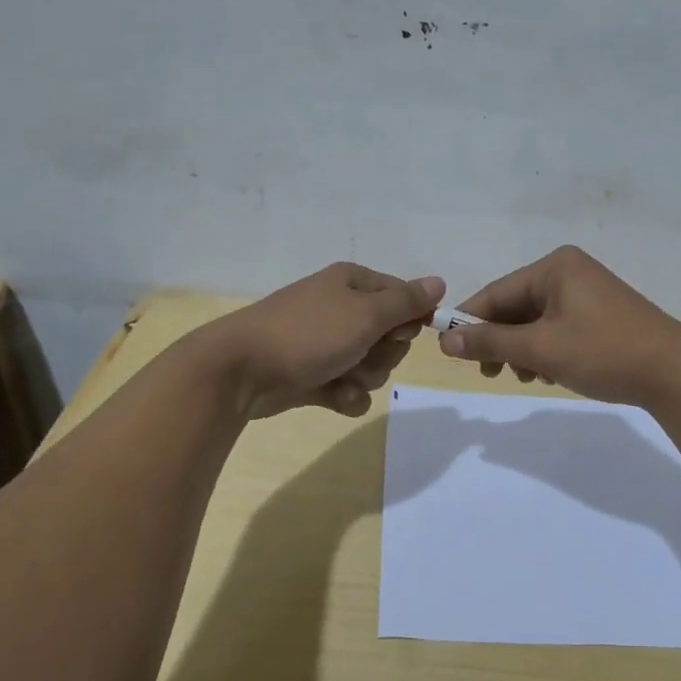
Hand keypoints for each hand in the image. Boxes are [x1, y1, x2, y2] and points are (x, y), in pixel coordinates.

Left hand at [194, 263, 444, 419]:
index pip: (402, 296)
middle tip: (364, 354)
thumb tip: (439, 283)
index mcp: (352, 283)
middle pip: (390, 334)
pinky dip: (347, 394)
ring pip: (372, 364)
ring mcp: (325, 343)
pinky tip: (335, 397)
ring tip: (343, 378)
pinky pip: (349, 387)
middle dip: (384, 352)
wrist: (241, 371)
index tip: (400, 333)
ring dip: (365, 376)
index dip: (409, 319)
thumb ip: (407, 301)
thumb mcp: (366, 313)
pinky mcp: (313, 375)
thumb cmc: (309, 333)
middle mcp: (340, 308)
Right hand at [438, 245, 680, 406]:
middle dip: (500, 340)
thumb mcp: (541, 348)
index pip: (496, 292)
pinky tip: (549, 373)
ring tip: (527, 376)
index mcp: (555, 267)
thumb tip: (445, 341)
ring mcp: (588, 292)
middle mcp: (570, 271)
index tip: (449, 352)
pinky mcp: (601, 314)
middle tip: (489, 373)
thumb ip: (491, 342)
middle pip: (516, 306)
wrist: (675, 373)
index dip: (469, 322)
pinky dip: (546, 350)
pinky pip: (558, 327)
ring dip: (523, 349)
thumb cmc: (603, 352)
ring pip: (536, 321)